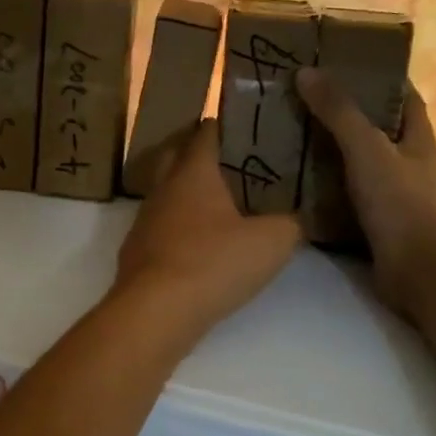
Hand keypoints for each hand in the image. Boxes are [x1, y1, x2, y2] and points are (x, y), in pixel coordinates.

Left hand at [113, 120, 300, 333]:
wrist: (156, 310)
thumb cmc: (214, 262)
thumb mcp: (271, 243)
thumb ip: (290, 224)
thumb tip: (298, 218)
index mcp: (193, 172)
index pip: (205, 133)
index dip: (224, 125)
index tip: (244, 125)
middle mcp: (164, 187)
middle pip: (177, 156)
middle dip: (199, 153)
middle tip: (231, 161)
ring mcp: (145, 218)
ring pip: (166, 192)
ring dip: (187, 193)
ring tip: (218, 204)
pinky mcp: (137, 250)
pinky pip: (161, 225)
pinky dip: (178, 226)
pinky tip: (197, 244)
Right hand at [295, 68, 435, 298]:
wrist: (416, 269)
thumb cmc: (399, 201)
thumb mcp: (366, 147)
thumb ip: (339, 111)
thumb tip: (307, 72)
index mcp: (418, 139)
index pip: (405, 97)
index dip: (382, 79)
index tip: (347, 65)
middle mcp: (410, 163)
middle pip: (379, 129)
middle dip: (347, 114)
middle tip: (307, 100)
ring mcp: (396, 195)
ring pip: (361, 163)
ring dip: (333, 152)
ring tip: (294, 136)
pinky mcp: (378, 222)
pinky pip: (348, 194)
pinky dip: (327, 186)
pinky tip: (299, 181)